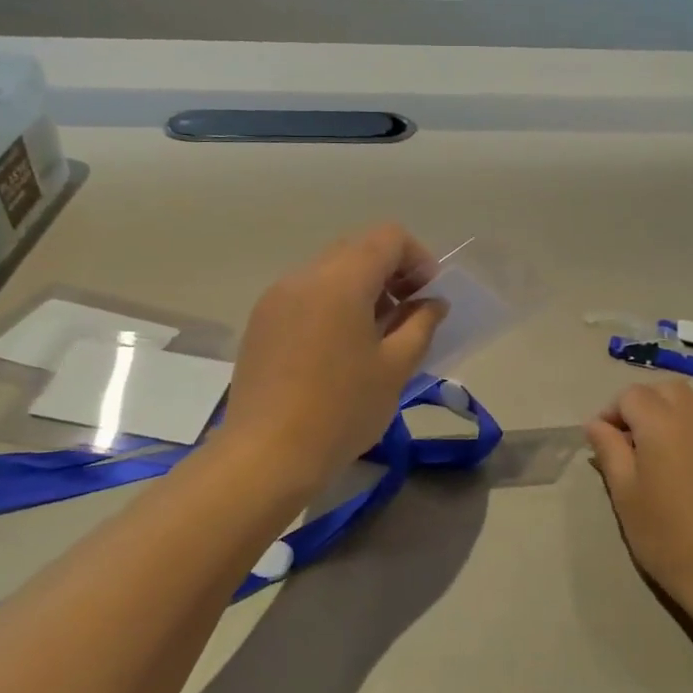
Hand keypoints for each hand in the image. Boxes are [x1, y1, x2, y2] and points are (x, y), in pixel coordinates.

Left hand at [219, 224, 447, 488]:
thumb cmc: (341, 411)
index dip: (418, 258)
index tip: (428, 296)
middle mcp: (304, 276)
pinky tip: (338, 349)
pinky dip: (331, 305)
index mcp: (341, 281)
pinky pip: (305, 294)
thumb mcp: (395, 368)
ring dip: (360, 289)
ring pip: (329, 271)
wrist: (266, 455)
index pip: (388, 237)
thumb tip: (432, 303)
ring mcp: (276, 298)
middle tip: (407, 315)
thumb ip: (421, 325)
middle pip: (357, 249)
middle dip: (390, 272)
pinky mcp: (260, 322)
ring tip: (373, 336)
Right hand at [586, 382, 692, 614]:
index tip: (605, 443)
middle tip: (632, 442)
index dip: (612, 413)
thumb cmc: (667, 535)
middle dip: (644, 405)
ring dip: (671, 414)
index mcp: (661, 422)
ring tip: (662, 453)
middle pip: (665, 390)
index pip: (630, 395)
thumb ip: (609, 450)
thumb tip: (596, 424)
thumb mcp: (625, 494)